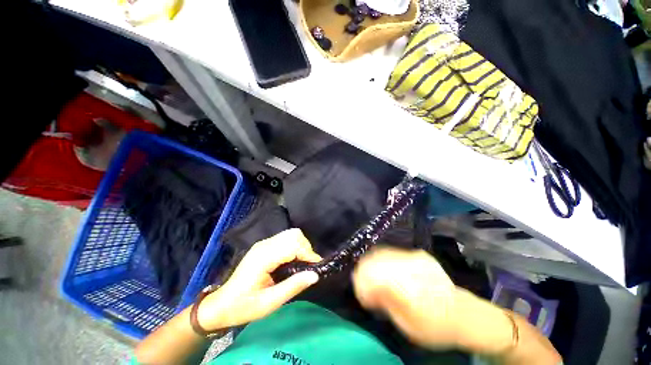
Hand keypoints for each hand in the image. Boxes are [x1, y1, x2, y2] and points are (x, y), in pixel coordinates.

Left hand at [196, 229, 321, 330]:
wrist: (221, 305)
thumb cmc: (244, 307)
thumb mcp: (269, 303)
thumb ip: (293, 286)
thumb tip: (315, 275)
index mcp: (264, 257)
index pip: (293, 245)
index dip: (308, 254)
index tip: (316, 269)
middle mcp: (264, 245)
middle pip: (294, 234)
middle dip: (306, 248)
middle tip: (308, 267)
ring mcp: (264, 243)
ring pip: (291, 234)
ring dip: (301, 246)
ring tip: (302, 264)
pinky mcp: (264, 246)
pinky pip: (286, 239)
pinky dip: (295, 246)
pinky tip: (293, 261)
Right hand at [352, 247, 468, 348]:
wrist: (464, 314)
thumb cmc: (433, 327)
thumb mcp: (406, 325)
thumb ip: (385, 303)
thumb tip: (367, 289)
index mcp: (406, 287)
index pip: (374, 275)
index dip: (362, 281)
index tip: (359, 290)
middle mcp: (410, 267)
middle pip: (377, 259)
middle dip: (364, 268)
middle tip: (361, 278)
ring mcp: (416, 257)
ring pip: (384, 252)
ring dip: (373, 261)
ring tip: (370, 272)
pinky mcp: (420, 255)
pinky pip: (394, 252)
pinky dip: (385, 259)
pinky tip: (386, 268)